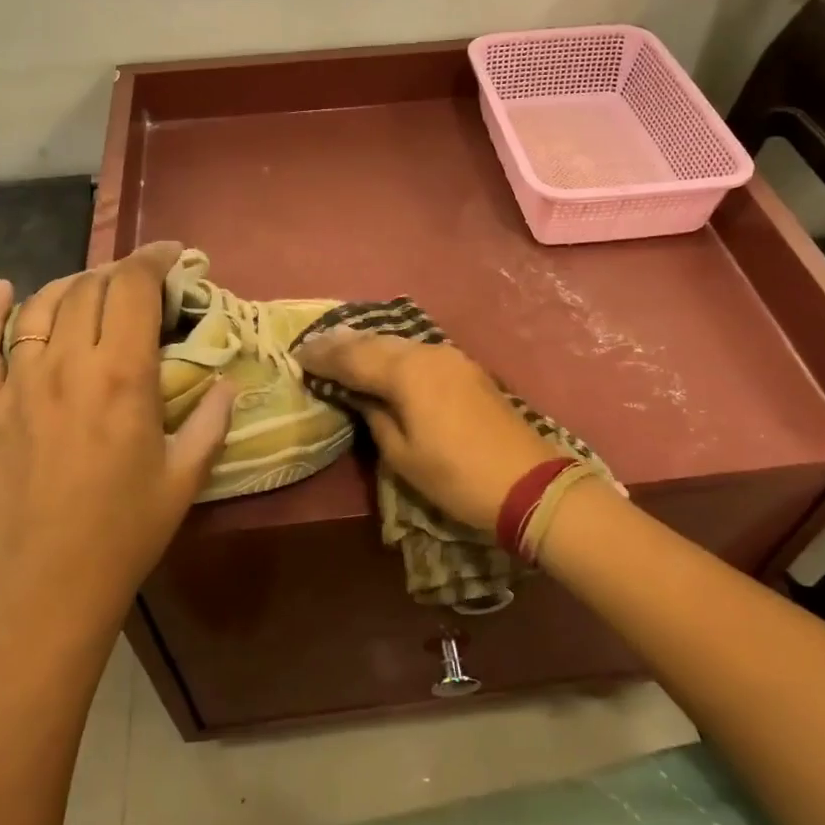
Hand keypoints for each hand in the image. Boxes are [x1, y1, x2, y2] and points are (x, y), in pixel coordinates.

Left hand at [0, 241, 235, 629]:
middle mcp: (67, 365)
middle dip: (120, 273)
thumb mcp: (186, 476)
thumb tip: (226, 383)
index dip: (153, 259)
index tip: (172, 254)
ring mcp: (18, 384)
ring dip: (71, 285)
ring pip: (40, 305)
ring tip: (93, 288)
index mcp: (122, 376)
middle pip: (90, 288)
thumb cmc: (126, 532)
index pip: (133, 288)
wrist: (48, 587)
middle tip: (141, 284)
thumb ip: (213, 421)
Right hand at [295, 333, 557, 531]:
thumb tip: (359, 395)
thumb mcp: (402, 455)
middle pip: (375, 341)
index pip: (353, 358)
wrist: (527, 482)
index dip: (323, 357)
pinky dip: (392, 352)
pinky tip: (381, 358)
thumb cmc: (456, 476)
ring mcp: (450, 356)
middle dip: (342, 344)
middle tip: (312, 345)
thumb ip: (375, 416)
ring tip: (340, 347)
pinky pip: (416, 351)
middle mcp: (426, 353)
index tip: (297, 355)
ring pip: (397, 342)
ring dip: (367, 344)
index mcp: (406, 372)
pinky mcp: (465, 367)